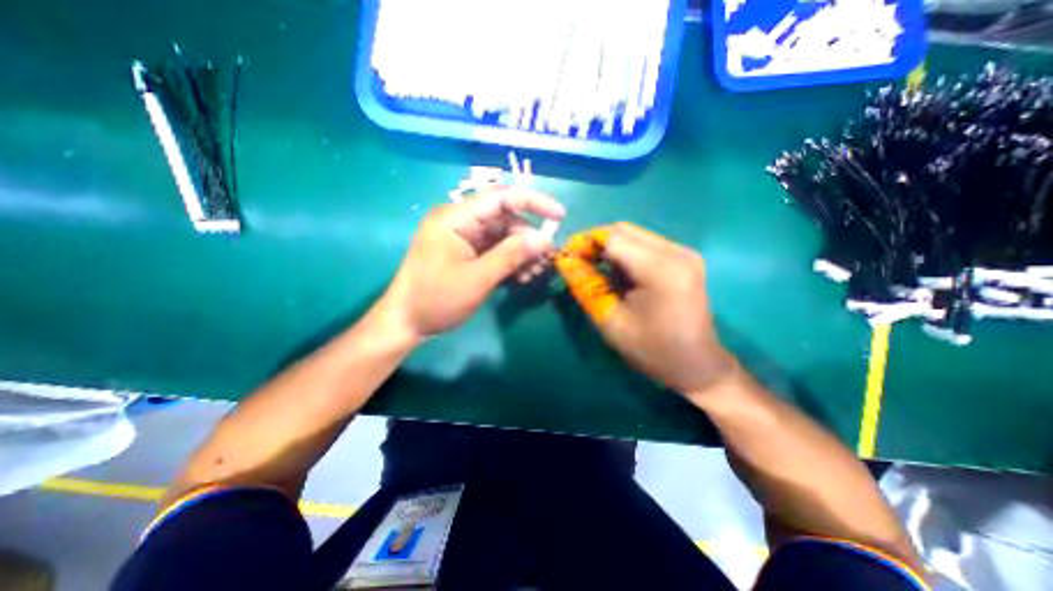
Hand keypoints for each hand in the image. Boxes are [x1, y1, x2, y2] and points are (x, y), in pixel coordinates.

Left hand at [386, 188, 566, 337]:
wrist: (406, 322)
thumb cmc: (437, 299)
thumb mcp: (478, 278)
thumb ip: (512, 255)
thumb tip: (545, 239)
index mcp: (455, 218)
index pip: (500, 198)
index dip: (533, 202)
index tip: (560, 216)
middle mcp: (459, 221)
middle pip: (504, 219)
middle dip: (528, 238)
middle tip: (545, 260)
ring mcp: (462, 237)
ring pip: (502, 235)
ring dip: (521, 252)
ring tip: (534, 274)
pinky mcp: (465, 252)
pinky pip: (494, 249)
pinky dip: (510, 261)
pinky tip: (521, 277)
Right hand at [568, 222, 734, 396]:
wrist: (697, 366)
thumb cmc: (653, 351)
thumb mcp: (611, 322)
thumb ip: (586, 287)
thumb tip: (564, 261)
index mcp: (660, 269)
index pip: (612, 237)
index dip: (584, 242)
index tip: (565, 257)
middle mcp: (676, 251)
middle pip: (623, 230)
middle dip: (594, 242)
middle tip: (576, 263)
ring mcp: (683, 252)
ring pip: (633, 234)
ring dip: (608, 247)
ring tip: (592, 268)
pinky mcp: (684, 258)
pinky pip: (644, 244)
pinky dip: (623, 252)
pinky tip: (616, 272)